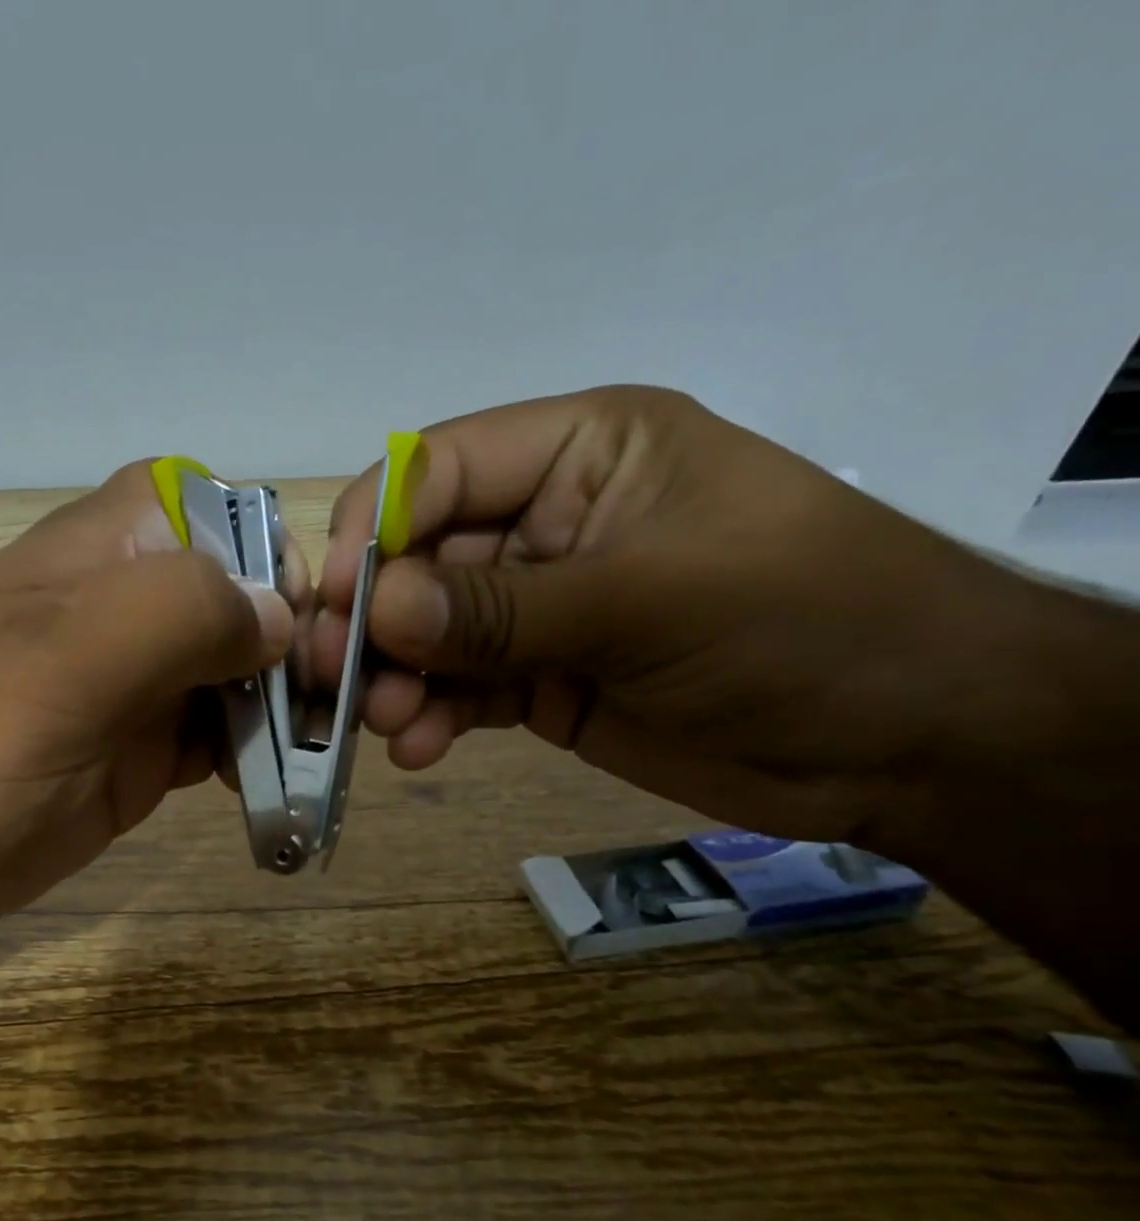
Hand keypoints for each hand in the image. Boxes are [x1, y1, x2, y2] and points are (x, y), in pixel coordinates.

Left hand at [0, 462, 307, 980]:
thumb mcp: (53, 669)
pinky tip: (285, 791)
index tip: (322, 635)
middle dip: (302, 645)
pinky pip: (213, 742)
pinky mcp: (126, 759)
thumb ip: (170, 618)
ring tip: (330, 760)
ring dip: (286, 708)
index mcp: (104, 556)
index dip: (280, 559)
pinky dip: (254, 759)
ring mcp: (128, 691)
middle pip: (245, 600)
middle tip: (346, 716)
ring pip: (237, 675)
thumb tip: (279, 613)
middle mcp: (124, 612)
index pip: (224, 513)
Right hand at [312, 385, 1045, 846]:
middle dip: (371, 618)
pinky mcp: (536, 677)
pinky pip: (458, 688)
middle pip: (417, 558)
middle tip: (329, 674)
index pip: (437, 469)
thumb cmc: (804, 624)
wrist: (910, 742)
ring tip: (384, 722)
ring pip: (427, 632)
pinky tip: (420, 748)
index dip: (375, 527)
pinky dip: (431, 716)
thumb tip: (377, 608)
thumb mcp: (649, 600)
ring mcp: (535, 607)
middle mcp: (542, 522)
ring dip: (394, 676)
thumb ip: (502, 606)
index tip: (333, 598)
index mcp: (578, 453)